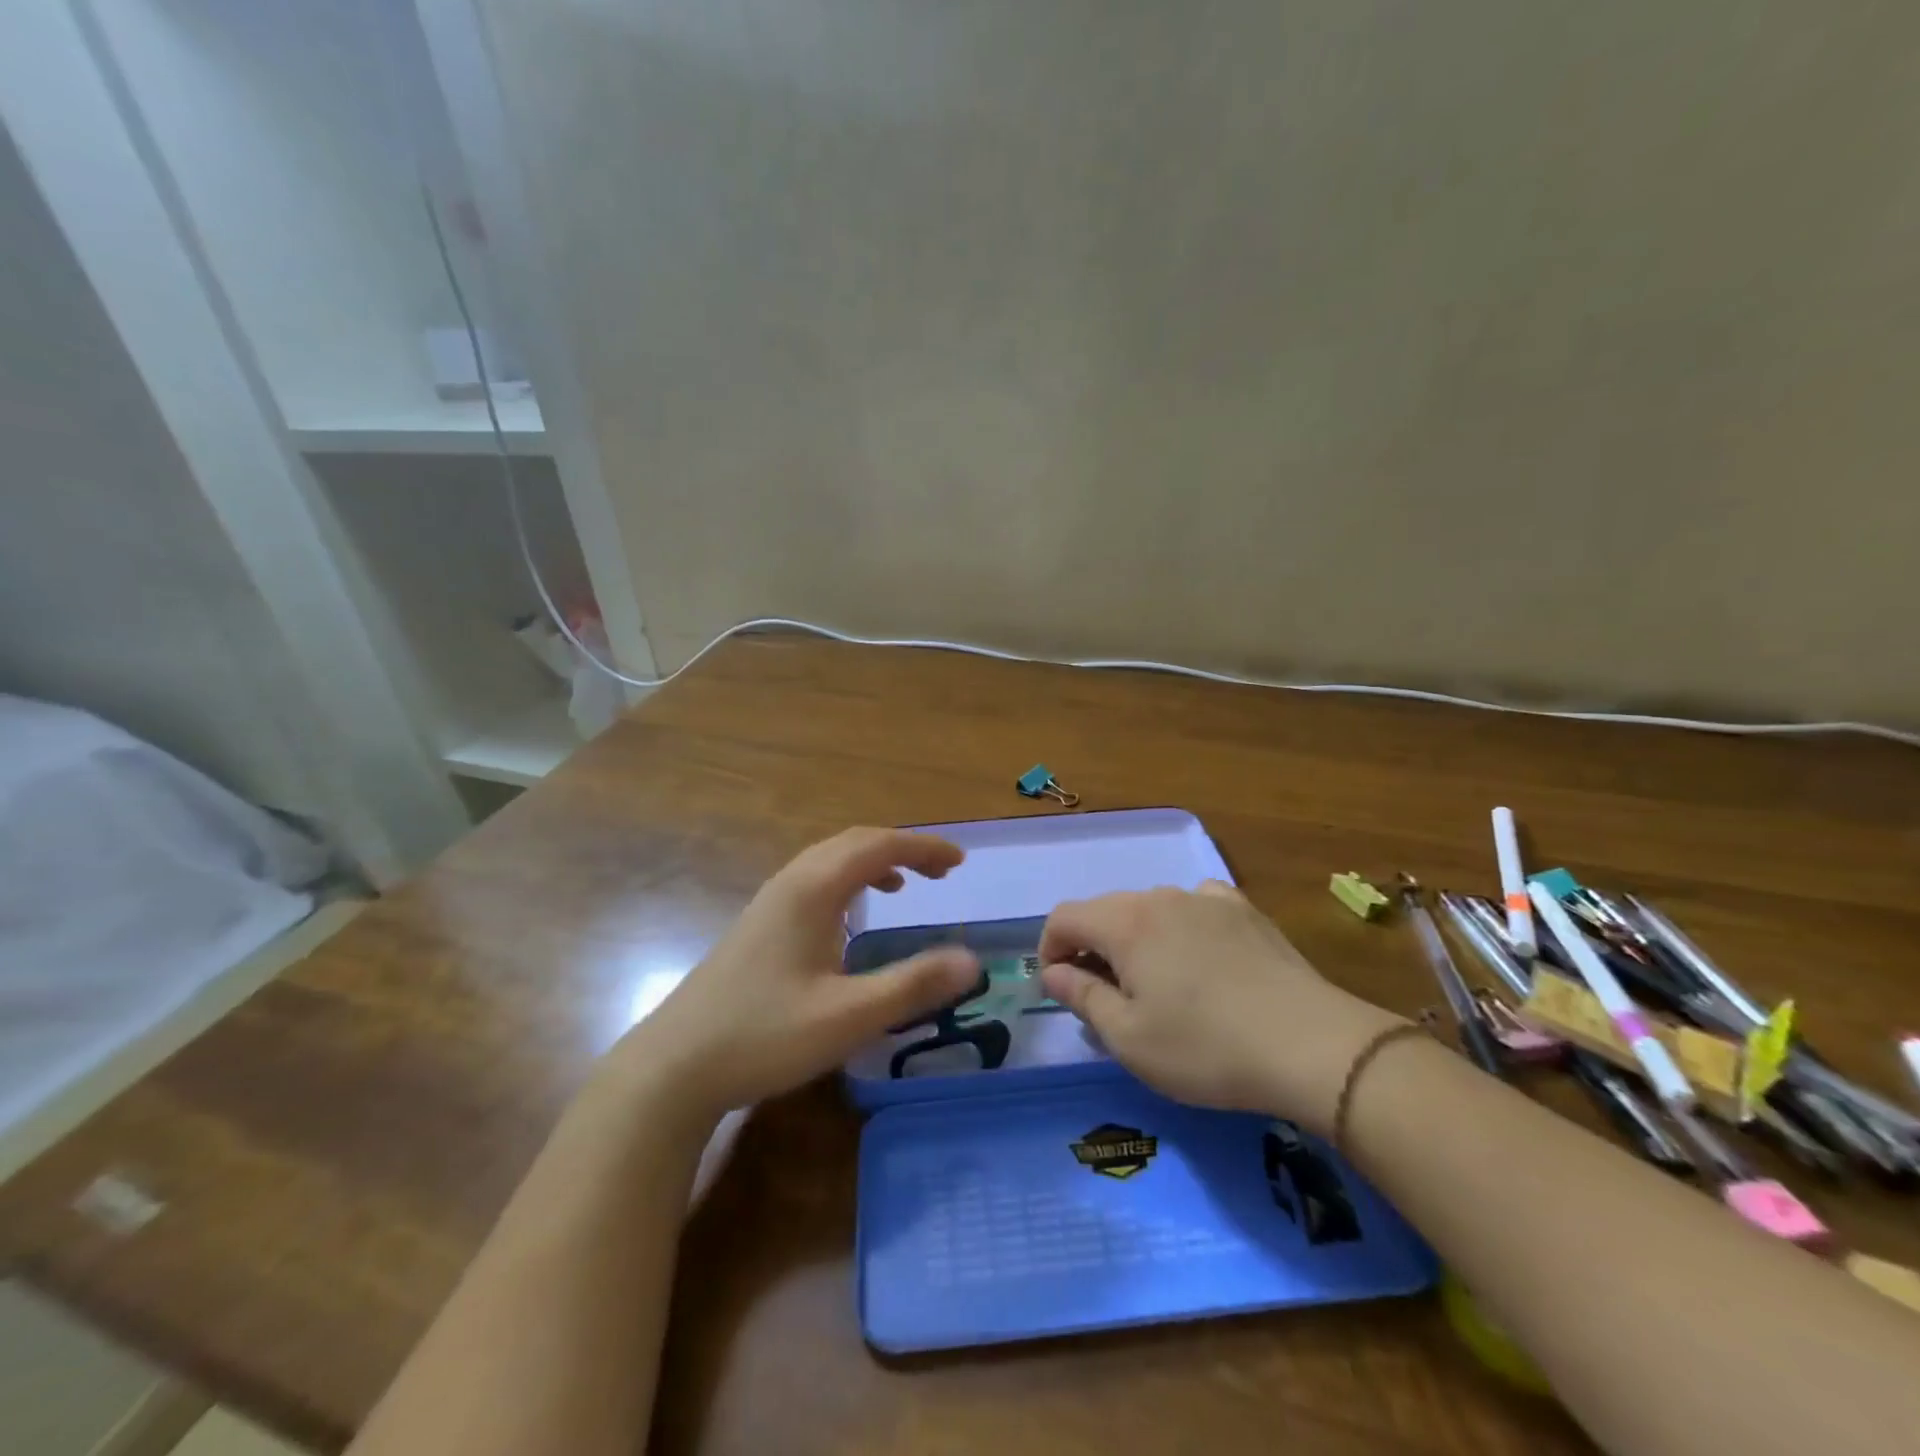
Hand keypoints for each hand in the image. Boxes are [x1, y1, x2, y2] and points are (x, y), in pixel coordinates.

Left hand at [612, 828, 980, 1122]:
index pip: (878, 846)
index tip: (960, 862)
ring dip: (873, 862)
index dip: (923, 847)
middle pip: (853, 843)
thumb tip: (972, 961)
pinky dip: (848, 882)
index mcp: (813, 890)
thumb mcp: (848, 1017)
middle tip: (942, 872)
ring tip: (904, 886)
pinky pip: (814, 881)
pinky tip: (851, 919)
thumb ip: (912, 985)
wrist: (674, 1068)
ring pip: (830, 861)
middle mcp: (790, 883)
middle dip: (902, 848)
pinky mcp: (758, 926)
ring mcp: (769, 903)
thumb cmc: (764, 1035)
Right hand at [1038, 882, 1402, 1133]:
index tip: (1058, 986)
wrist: (1310, 1045)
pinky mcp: (1244, 910)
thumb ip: (1082, 997)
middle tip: (1103, 995)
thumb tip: (1053, 972)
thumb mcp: (1129, 1038)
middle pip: (1106, 910)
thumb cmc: (1205, 1048)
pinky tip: (1200, 957)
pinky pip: (1196, 906)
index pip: (1065, 916)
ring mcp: (1207, 898)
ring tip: (1156, 983)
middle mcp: (1161, 897)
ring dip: (1136, 938)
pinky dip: (1182, 927)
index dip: (1049, 948)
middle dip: (1091, 946)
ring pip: (1151, 908)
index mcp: (1125, 923)